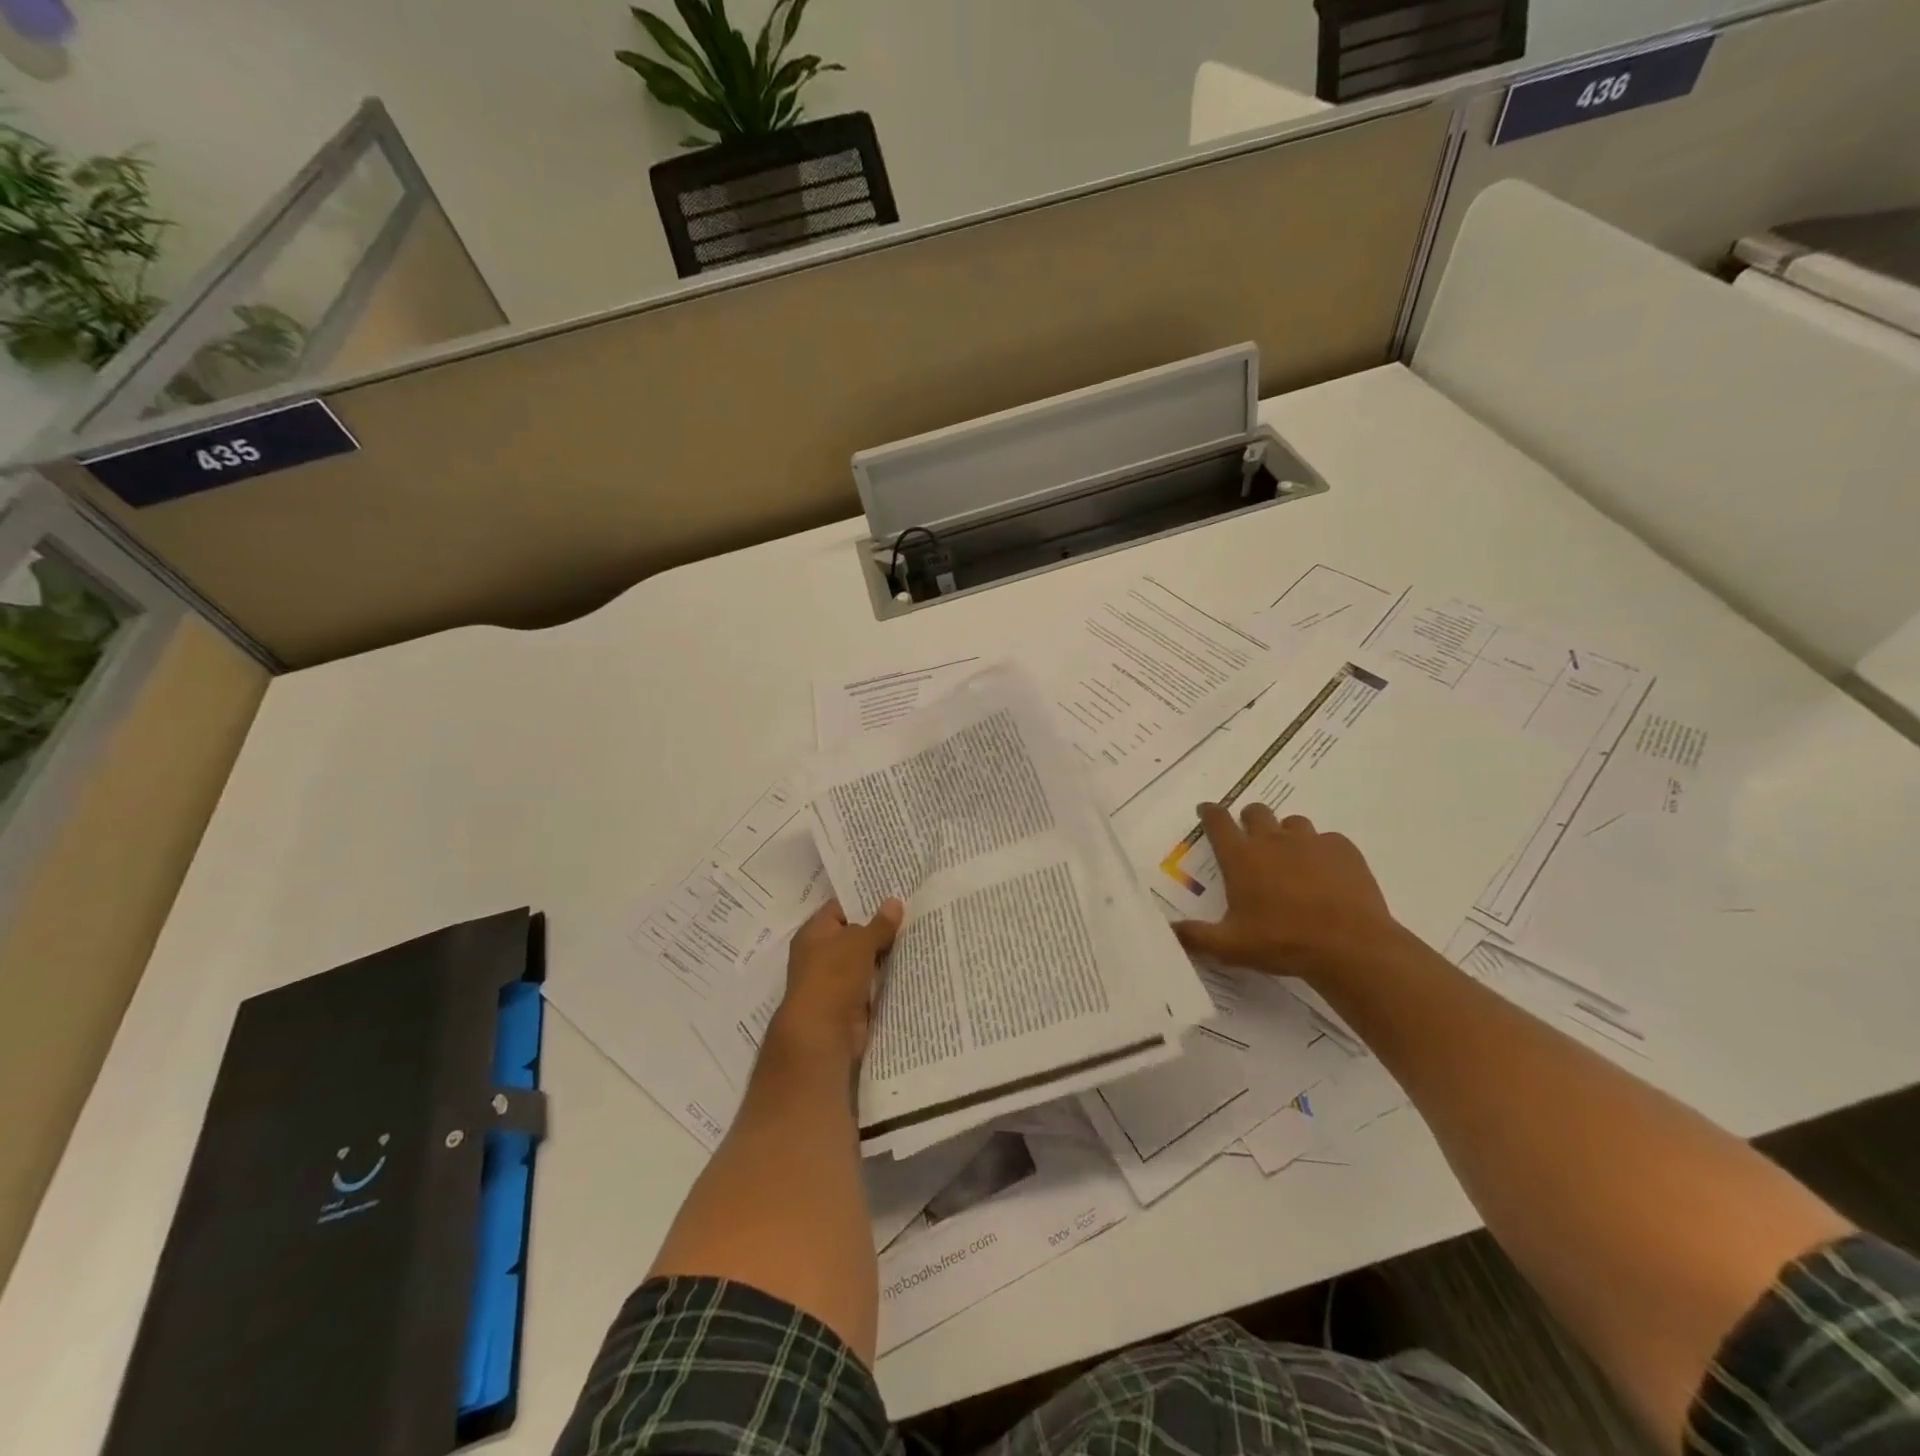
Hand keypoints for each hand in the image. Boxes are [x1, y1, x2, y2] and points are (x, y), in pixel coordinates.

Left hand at [769, 897, 903, 1064]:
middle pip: (855, 933)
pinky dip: (888, 976)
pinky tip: (912, 963)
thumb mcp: (859, 942)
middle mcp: (822, 953)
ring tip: (919, 933)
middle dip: (881, 926)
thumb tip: (894, 902)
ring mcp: (836, 979)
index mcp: (814, 932)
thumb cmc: (834, 976)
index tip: (893, 892)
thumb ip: (879, 924)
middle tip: (913, 911)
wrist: (823, 1033)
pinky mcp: (850, 1001)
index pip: (840, 907)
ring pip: (866, 959)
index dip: (864, 899)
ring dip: (887, 952)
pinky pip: (872, 981)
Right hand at [1172, 803, 1398, 980]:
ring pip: (1293, 823)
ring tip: (1290, 859)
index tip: (1206, 810)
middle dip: (1248, 819)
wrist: (1350, 946)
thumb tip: (1168, 930)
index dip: (1210, 812)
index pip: (1218, 821)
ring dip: (1286, 834)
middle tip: (1250, 840)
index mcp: (1241, 857)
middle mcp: (1273, 840)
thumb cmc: (1282, 942)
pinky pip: (1328, 840)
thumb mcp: (1230, 946)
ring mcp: (1311, 842)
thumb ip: (1195, 936)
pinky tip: (1326, 874)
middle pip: (1255, 811)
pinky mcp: (1344, 850)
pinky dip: (1322, 851)